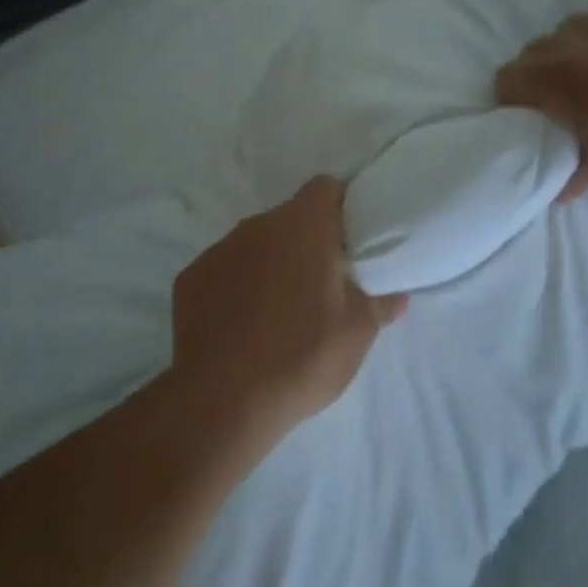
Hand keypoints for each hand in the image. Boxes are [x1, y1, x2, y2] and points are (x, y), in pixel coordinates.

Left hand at [171, 177, 408, 438]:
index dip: (340, 206)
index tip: (349, 239)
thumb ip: (379, 303)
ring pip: (254, 244)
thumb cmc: (304, 354)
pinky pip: (223, 271)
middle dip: (305, 241)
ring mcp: (219, 249)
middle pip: (289, 218)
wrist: (225, 398)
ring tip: (280, 309)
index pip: (325, 188)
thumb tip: (397, 294)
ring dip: (269, 264)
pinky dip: (235, 287)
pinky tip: (241, 325)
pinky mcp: (190, 278)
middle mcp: (258, 225)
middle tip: (321, 282)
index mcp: (303, 225)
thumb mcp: (357, 333)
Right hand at [495, 0, 587, 200]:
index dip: (510, 102)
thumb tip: (561, 188)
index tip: (526, 121)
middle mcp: (583, 39)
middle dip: (542, 75)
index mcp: (562, 78)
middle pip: (538, 49)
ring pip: (578, 27)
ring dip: (578, 50)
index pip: (508, 78)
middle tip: (565, 104)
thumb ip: (576, 171)